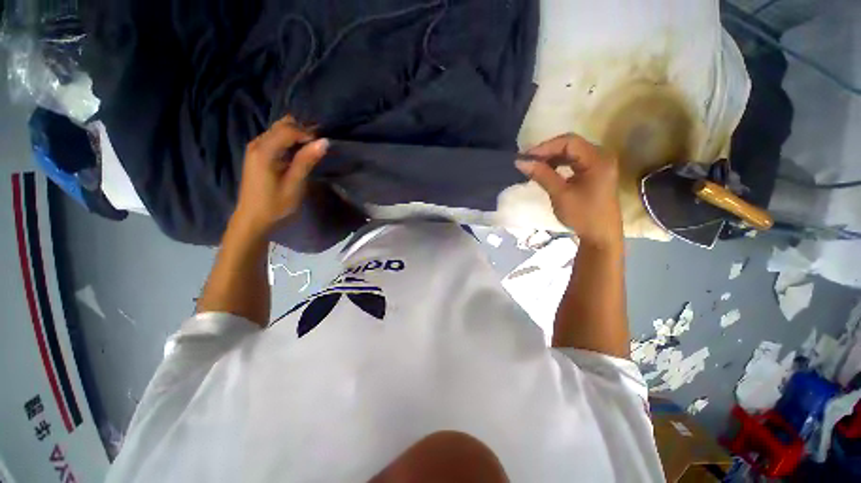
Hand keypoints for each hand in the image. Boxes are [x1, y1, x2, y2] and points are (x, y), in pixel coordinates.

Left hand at [232, 115, 328, 236]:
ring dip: (297, 136)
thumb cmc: (275, 205)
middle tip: (319, 146)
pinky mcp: (257, 154)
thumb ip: (307, 161)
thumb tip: (324, 142)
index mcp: (264, 151)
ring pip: (278, 130)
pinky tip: (299, 153)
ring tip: (312, 150)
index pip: (288, 130)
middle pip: (282, 125)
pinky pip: (275, 138)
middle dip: (303, 131)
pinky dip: (289, 141)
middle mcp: (257, 144)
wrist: (253, 218)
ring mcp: (255, 148)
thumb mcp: (294, 185)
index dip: (308, 134)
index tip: (323, 146)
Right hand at [516, 134, 622, 248]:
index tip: (525, 157)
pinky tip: (548, 171)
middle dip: (547, 151)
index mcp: (597, 159)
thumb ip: (541, 175)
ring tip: (535, 166)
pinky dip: (559, 164)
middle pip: (571, 145)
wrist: (600, 235)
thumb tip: (520, 162)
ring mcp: (599, 164)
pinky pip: (575, 161)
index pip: (569, 142)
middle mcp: (602, 156)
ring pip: (572, 153)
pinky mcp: (595, 172)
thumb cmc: (582, 215)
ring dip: (552, 157)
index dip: (545, 147)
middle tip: (528, 161)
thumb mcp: (560, 194)